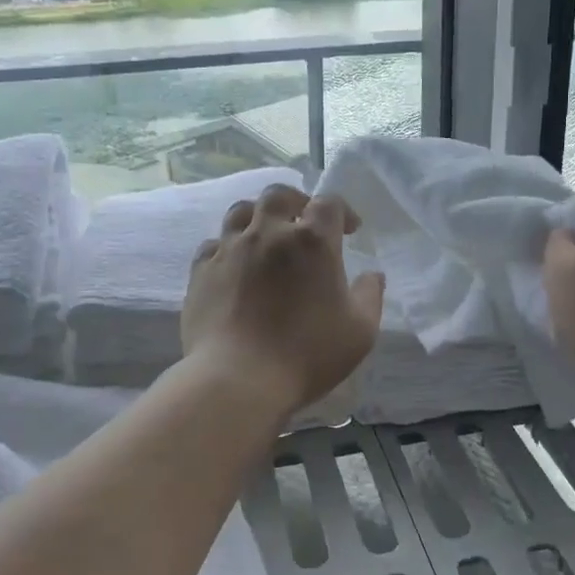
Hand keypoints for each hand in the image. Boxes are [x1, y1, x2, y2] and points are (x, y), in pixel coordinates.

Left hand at [183, 183, 385, 416]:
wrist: (237, 379)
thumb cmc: (307, 354)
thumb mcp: (360, 331)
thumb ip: (370, 296)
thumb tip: (373, 275)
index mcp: (311, 241)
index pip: (328, 203)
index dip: (342, 211)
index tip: (349, 231)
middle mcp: (268, 232)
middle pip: (279, 195)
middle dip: (296, 201)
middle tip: (304, 221)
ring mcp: (229, 249)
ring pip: (241, 211)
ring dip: (258, 217)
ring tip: (266, 236)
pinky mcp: (201, 271)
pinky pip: (214, 244)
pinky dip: (228, 247)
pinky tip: (235, 265)